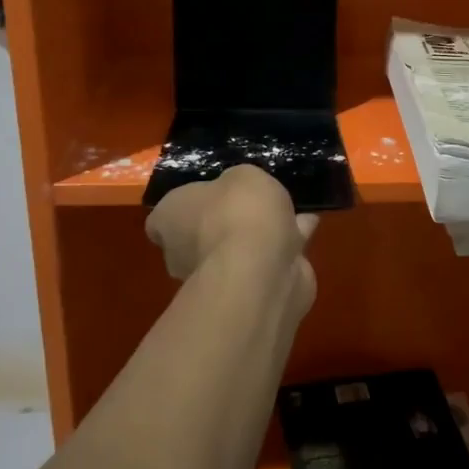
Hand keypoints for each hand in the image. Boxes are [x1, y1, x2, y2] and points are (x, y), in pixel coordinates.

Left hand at [146, 165, 318, 315]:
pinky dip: (283, 247)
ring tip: (288, 212)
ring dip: (257, 237)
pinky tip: (306, 227)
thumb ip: (238, 183)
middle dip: (223, 224)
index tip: (208, 198)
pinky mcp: (247, 293)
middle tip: (252, 205)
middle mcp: (182, 254)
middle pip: (199, 235)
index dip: (184, 208)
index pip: (163, 218)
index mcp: (169, 220)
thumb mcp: (242, 175)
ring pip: (235, 250)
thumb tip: (238, 194)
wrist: (261, 270)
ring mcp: (213, 278)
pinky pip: (265, 262)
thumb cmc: (237, 212)